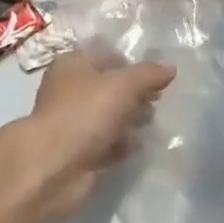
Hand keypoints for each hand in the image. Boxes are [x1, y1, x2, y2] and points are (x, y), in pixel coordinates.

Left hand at [4, 46, 174, 222]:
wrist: (53, 166)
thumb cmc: (85, 112)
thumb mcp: (122, 85)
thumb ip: (148, 75)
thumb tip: (170, 68)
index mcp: (72, 65)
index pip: (106, 56)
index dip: (131, 65)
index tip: (155, 79)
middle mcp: (68, 90)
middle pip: (107, 87)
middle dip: (133, 94)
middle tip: (156, 102)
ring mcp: (71, 123)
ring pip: (106, 116)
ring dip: (129, 120)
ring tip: (150, 124)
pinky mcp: (76, 152)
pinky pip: (104, 143)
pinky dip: (119, 144)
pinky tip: (136, 147)